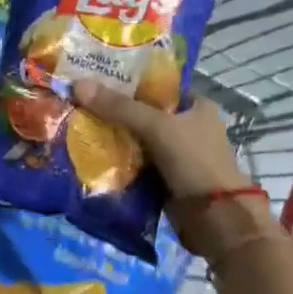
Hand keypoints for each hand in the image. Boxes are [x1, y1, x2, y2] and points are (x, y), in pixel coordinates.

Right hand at [72, 81, 288, 262]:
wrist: (214, 216)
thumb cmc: (194, 161)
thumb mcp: (157, 126)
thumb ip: (119, 107)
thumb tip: (78, 85)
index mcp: (196, 105)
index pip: (157, 85)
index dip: (128, 80)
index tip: (95, 77)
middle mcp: (187, 126)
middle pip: (143, 112)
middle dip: (114, 110)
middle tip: (79, 102)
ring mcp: (175, 153)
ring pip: (136, 138)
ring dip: (112, 136)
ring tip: (78, 125)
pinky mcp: (163, 177)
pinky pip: (134, 162)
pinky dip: (117, 160)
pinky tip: (90, 153)